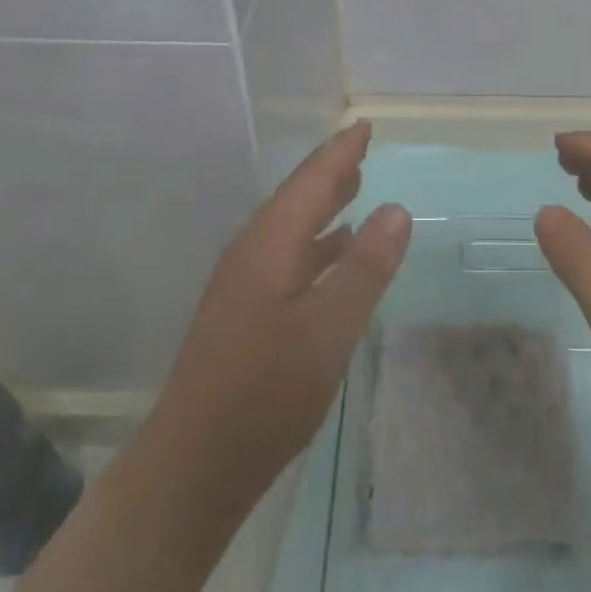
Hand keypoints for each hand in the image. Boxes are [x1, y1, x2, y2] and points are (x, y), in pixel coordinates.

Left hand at [139, 122, 410, 551]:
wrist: (193, 466)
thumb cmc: (265, 392)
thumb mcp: (329, 329)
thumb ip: (365, 267)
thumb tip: (397, 209)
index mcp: (270, 244)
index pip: (311, 181)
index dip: (341, 152)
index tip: (364, 126)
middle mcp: (253, 251)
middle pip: (297, 197)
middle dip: (331, 170)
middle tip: (362, 146)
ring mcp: (244, 283)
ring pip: (291, 226)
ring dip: (323, 203)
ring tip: (355, 184)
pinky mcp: (244, 311)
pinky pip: (288, 255)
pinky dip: (317, 242)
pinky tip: (333, 252)